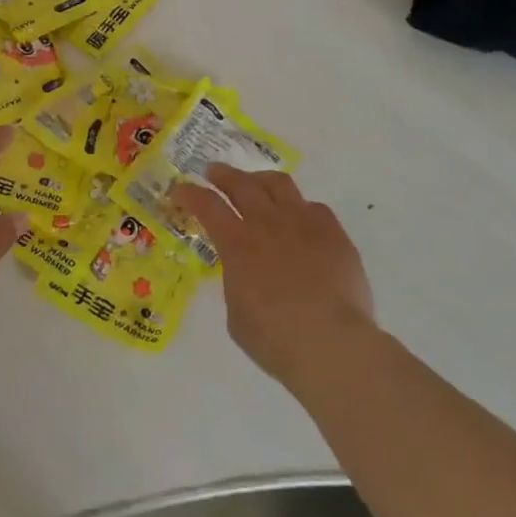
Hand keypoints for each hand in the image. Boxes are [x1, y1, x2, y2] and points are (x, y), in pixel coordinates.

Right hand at [171, 165, 374, 387]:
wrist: (332, 344)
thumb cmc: (275, 339)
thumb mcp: (237, 312)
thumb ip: (236, 281)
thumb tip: (243, 272)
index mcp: (237, 244)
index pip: (207, 205)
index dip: (190, 193)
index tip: (180, 190)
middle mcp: (268, 224)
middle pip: (242, 184)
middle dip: (223, 175)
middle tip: (214, 172)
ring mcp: (305, 225)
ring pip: (280, 184)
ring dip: (261, 179)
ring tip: (256, 183)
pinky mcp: (335, 235)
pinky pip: (315, 208)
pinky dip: (300, 208)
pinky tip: (299, 218)